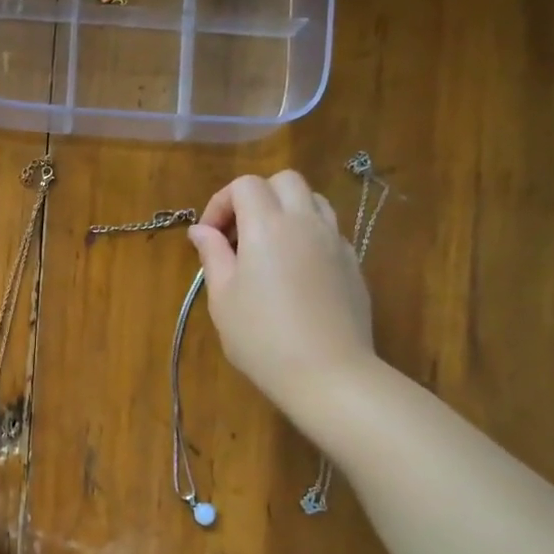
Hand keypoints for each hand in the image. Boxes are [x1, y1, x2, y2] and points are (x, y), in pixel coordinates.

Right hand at [188, 171, 377, 415]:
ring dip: (286, 211)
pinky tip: (295, 273)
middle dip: (257, 198)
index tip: (210, 237)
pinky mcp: (352, 263)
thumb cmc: (261, 337)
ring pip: (312, 200)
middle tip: (239, 236)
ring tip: (268, 249)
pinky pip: (328, 231)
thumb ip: (212, 255)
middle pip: (284, 181)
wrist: (327, 372)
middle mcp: (305, 222)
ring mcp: (335, 241)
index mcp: (267, 225)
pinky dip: (307, 236)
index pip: (245, 185)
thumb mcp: (223, 297)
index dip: (221, 203)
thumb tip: (201, 230)